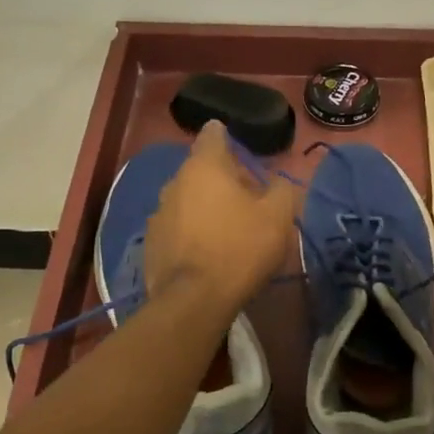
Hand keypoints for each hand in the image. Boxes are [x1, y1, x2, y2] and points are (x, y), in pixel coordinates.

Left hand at [144, 121, 301, 310]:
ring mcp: (158, 212)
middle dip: (222, 179)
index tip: (241, 151)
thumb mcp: (278, 218)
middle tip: (247, 199)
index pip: (213, 134)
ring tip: (227, 229)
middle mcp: (175, 181)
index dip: (227, 137)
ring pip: (187, 198)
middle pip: (201, 169)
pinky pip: (176, 226)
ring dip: (205, 206)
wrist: (194, 300)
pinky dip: (191, 231)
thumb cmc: (240, 248)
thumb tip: (279, 182)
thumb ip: (282, 190)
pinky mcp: (151, 241)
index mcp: (205, 166)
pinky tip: (206, 251)